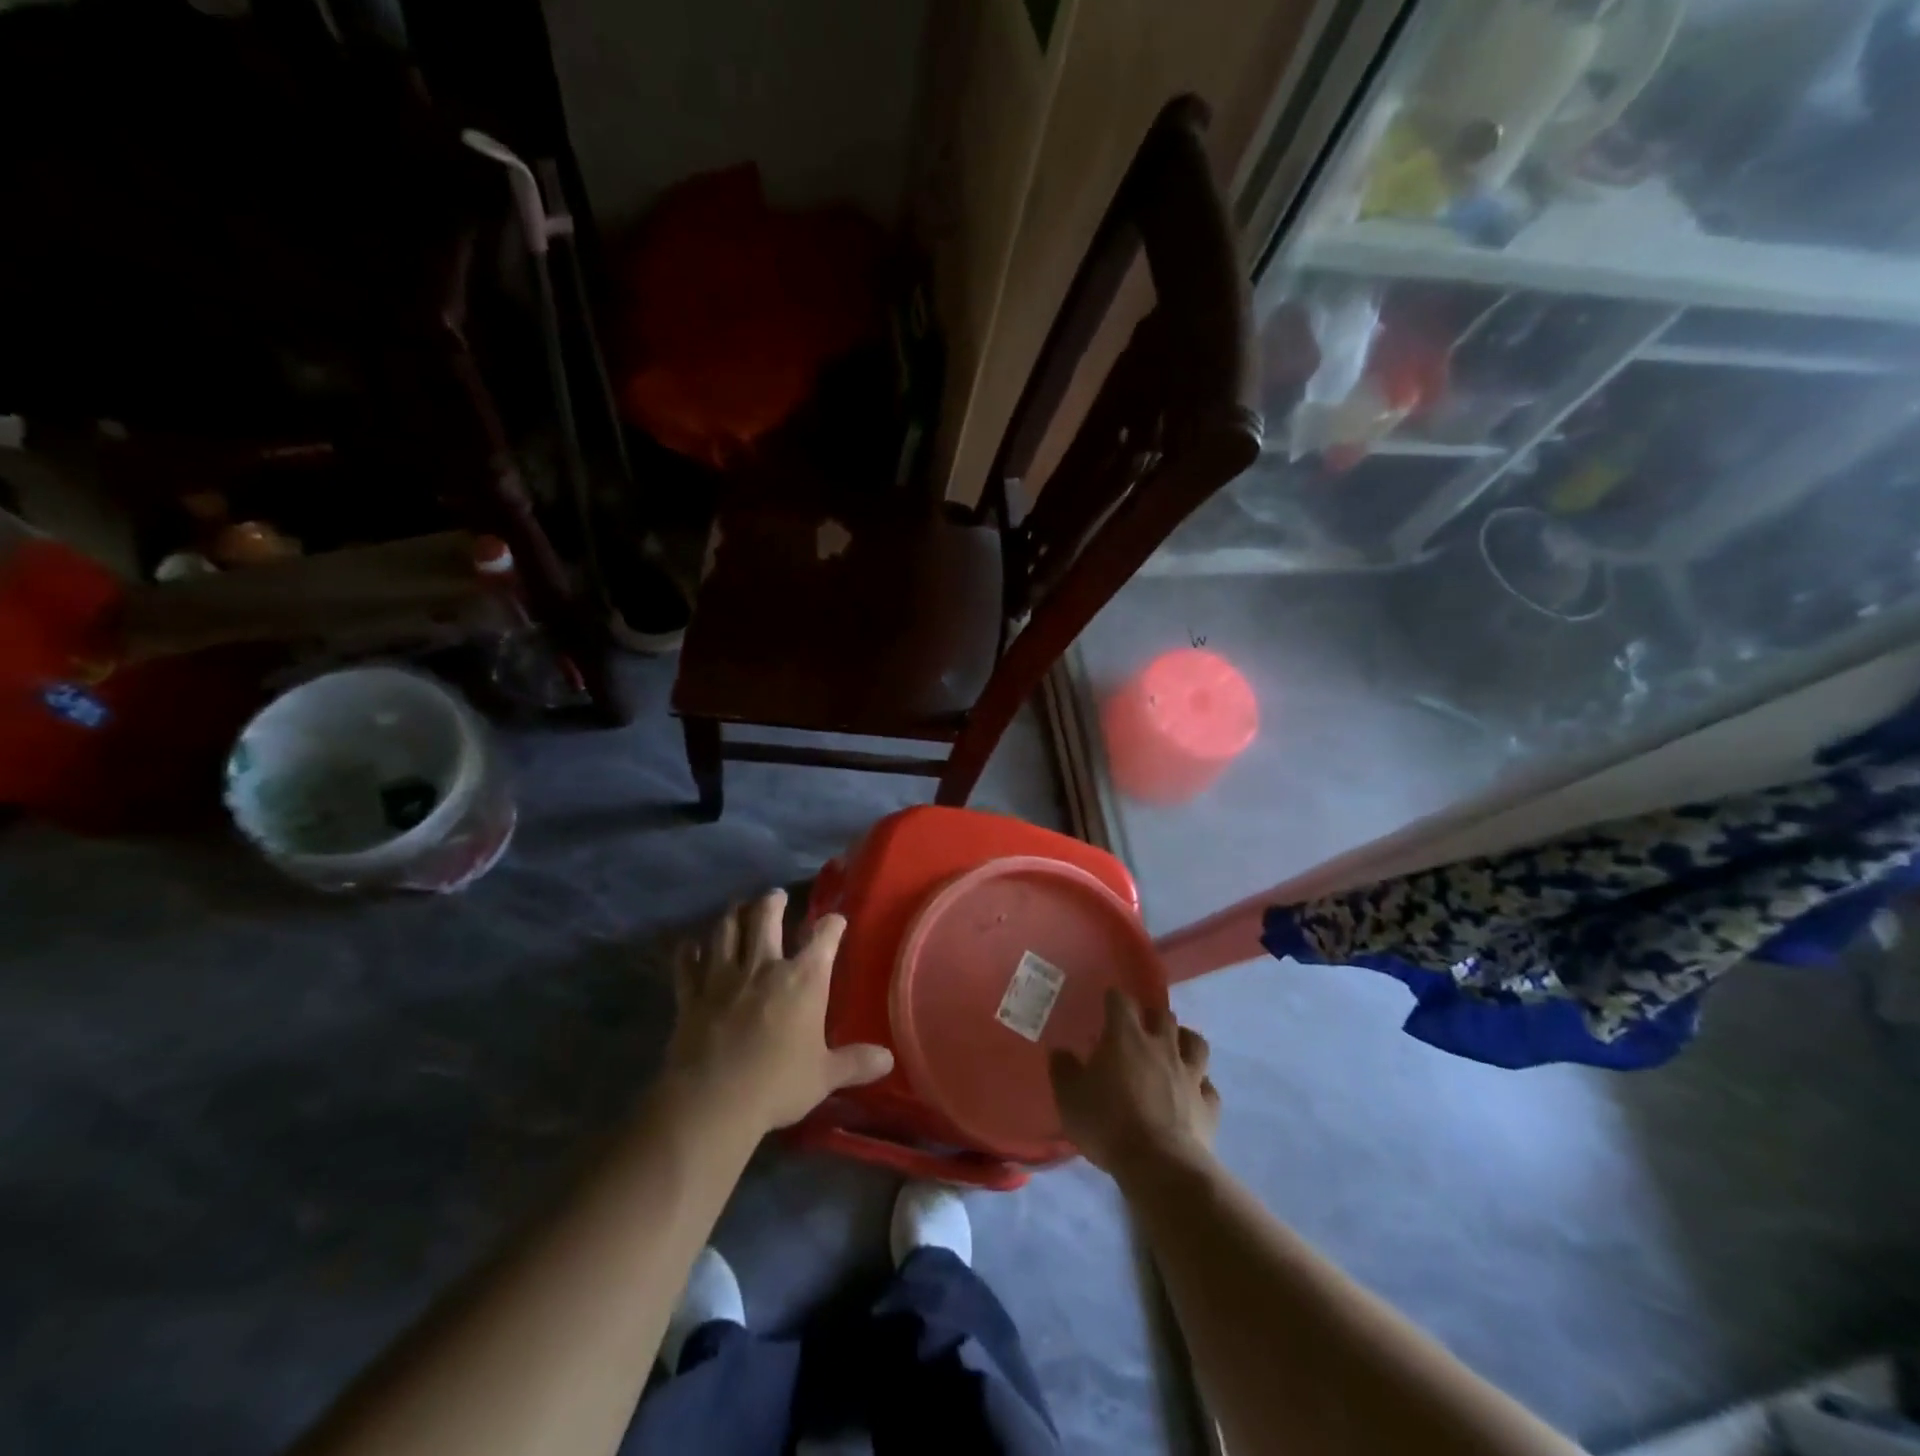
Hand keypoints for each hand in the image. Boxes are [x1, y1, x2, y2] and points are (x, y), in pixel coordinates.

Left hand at [665, 891, 893, 1133]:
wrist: (712, 1102)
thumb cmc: (777, 1085)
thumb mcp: (825, 1076)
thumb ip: (856, 1063)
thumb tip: (888, 1059)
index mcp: (803, 980)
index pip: (824, 938)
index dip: (832, 925)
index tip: (836, 920)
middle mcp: (763, 966)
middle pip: (765, 917)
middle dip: (773, 902)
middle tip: (776, 897)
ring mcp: (722, 977)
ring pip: (725, 930)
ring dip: (733, 915)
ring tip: (737, 907)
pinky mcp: (691, 996)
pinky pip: (687, 964)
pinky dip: (688, 951)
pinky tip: (690, 946)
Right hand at [1049, 990, 1219, 1180]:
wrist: (1159, 1165)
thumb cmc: (1108, 1124)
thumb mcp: (1070, 1098)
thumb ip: (1063, 1070)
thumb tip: (1060, 1051)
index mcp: (1125, 1037)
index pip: (1121, 1001)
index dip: (1114, 999)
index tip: (1107, 1004)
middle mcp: (1161, 1046)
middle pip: (1164, 1015)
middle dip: (1153, 1015)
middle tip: (1141, 1027)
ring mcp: (1190, 1074)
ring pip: (1196, 1043)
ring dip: (1185, 1040)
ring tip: (1175, 1048)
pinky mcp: (1208, 1104)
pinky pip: (1209, 1086)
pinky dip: (1201, 1085)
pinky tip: (1193, 1092)